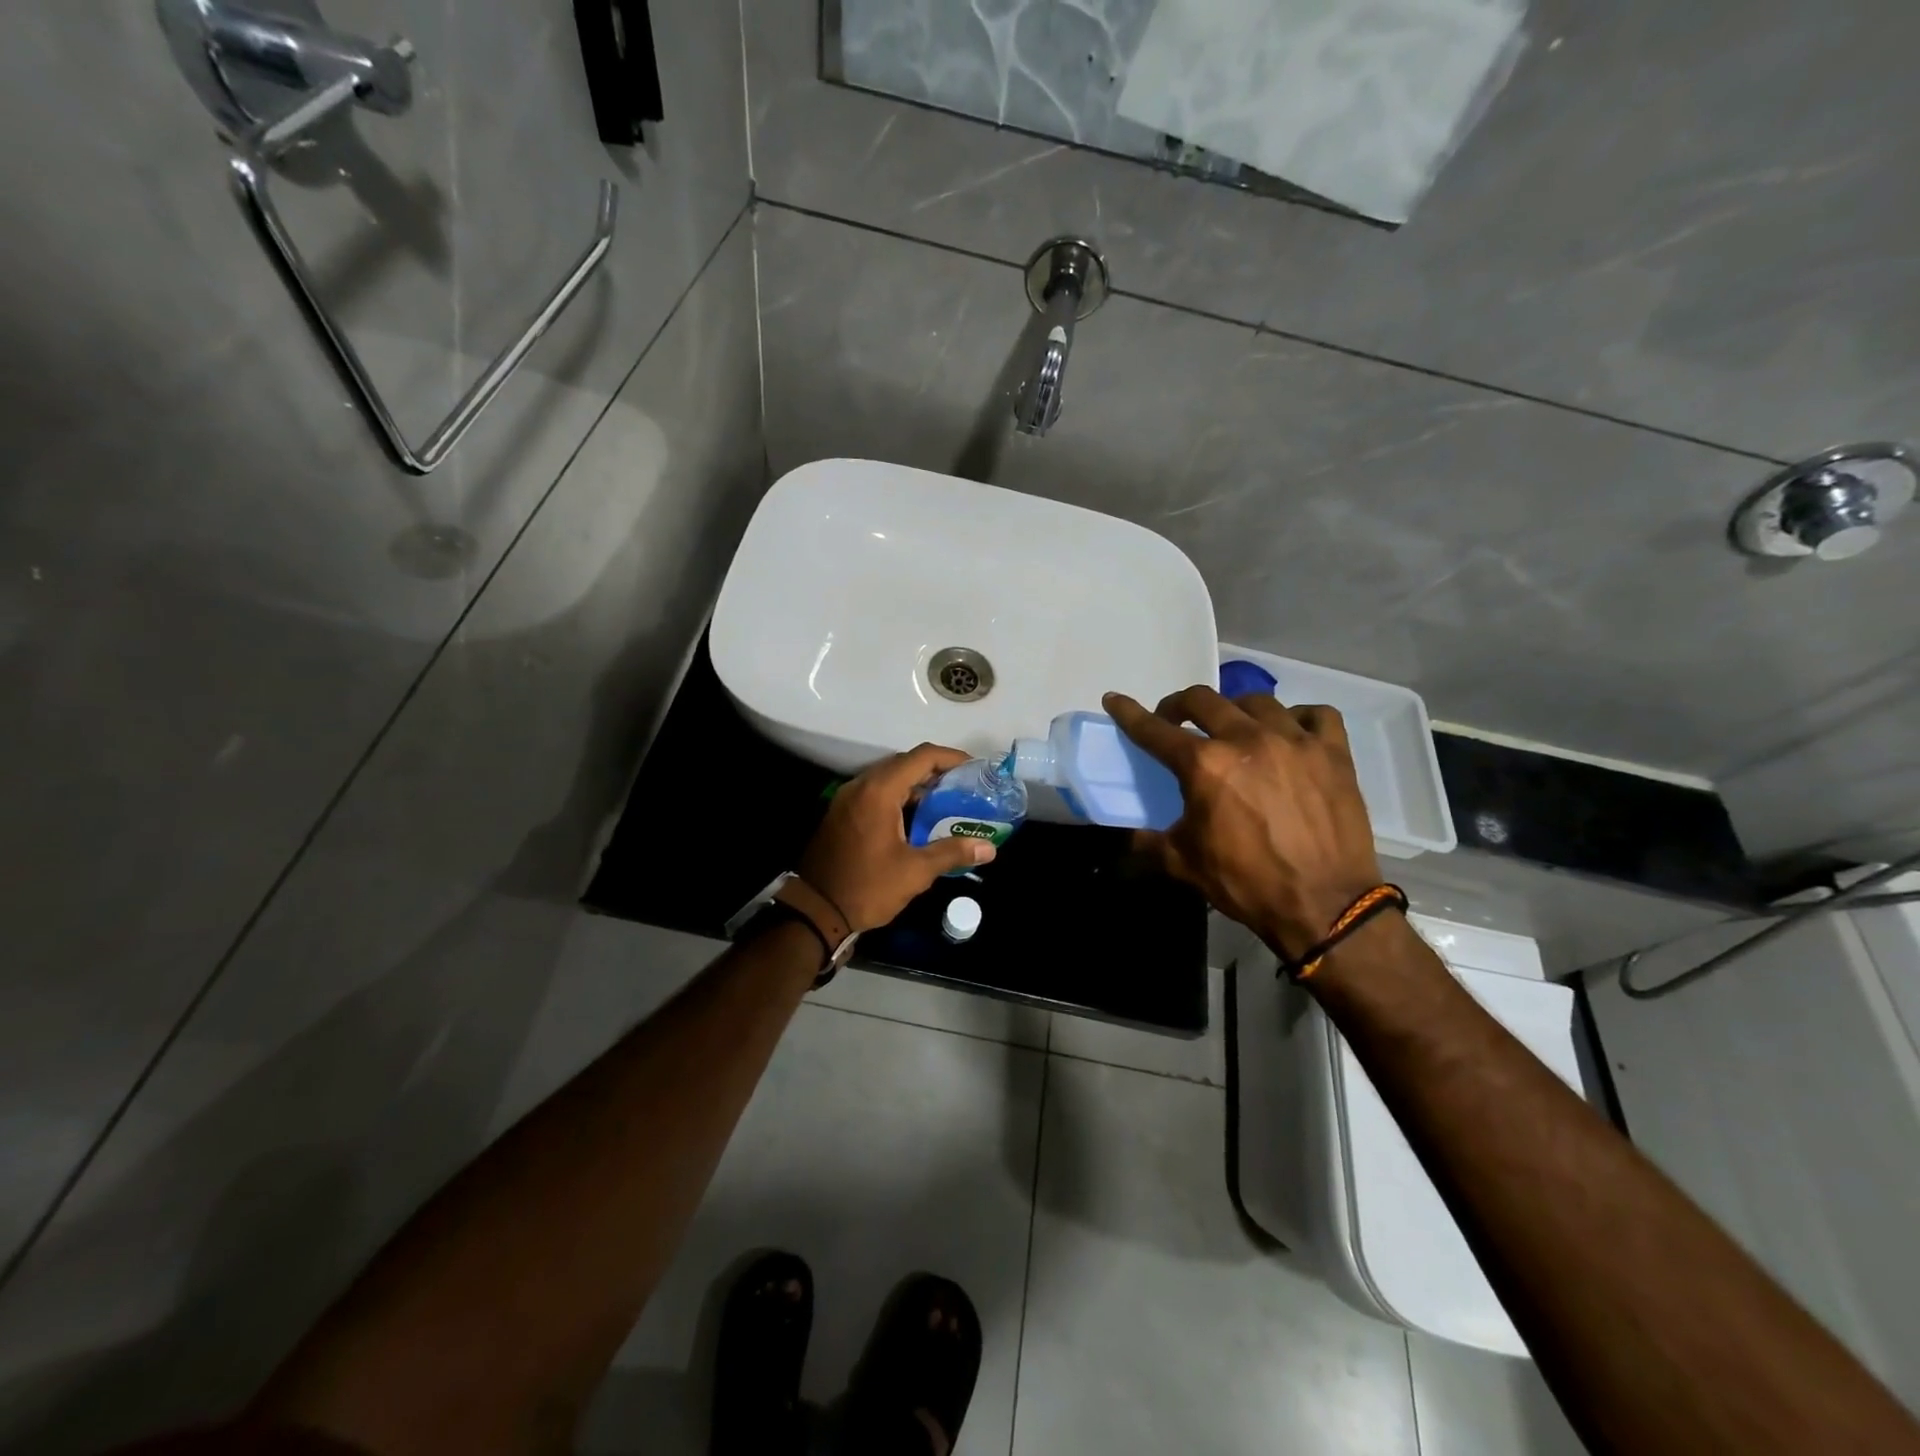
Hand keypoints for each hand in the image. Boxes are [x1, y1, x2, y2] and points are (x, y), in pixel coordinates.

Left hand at [798, 744, 996, 931]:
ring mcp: (847, 798)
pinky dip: (899, 797)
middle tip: (964, 788)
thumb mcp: (915, 872)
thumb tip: (988, 848)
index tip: (975, 769)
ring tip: (946, 803)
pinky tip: (917, 819)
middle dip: (936, 771)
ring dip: (917, 786)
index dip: (951, 758)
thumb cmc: (867, 887)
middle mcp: (861, 786)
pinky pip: (875, 793)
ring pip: (889, 778)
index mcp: (879, 791)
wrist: (816, 911)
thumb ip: (952, 852)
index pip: (921, 757)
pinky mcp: (841, 813)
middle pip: (904, 763)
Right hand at [1104, 686, 1383, 957]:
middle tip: (1176, 721)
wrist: (1325, 906)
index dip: (1129, 714)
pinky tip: (1291, 733)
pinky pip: (1315, 715)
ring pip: (1257, 701)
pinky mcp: (1333, 752)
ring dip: (1235, 710)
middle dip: (1180, 705)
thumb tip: (1130, 838)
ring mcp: (1294, 741)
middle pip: (1203, 700)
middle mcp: (1247, 739)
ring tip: (1234, 727)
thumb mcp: (1184, 864)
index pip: (1155, 730)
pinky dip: (1298, 718)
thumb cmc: (1247, 883)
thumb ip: (1150, 843)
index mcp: (1205, 765)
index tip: (1115, 700)